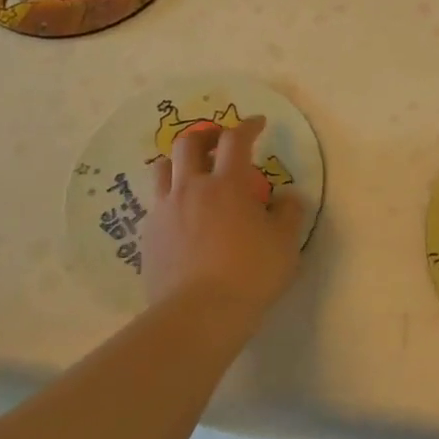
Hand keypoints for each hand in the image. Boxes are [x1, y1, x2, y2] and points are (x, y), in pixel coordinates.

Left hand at [139, 115, 305, 337]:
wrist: (199, 315)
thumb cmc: (250, 274)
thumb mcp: (286, 243)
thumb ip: (289, 212)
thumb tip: (286, 197)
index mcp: (227, 184)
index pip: (236, 140)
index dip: (248, 126)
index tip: (258, 124)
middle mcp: (191, 189)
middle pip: (188, 144)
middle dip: (206, 135)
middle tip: (220, 141)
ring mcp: (164, 211)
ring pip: (162, 169)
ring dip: (179, 162)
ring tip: (193, 173)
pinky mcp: (148, 236)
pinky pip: (156, 204)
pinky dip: (170, 198)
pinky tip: (183, 216)